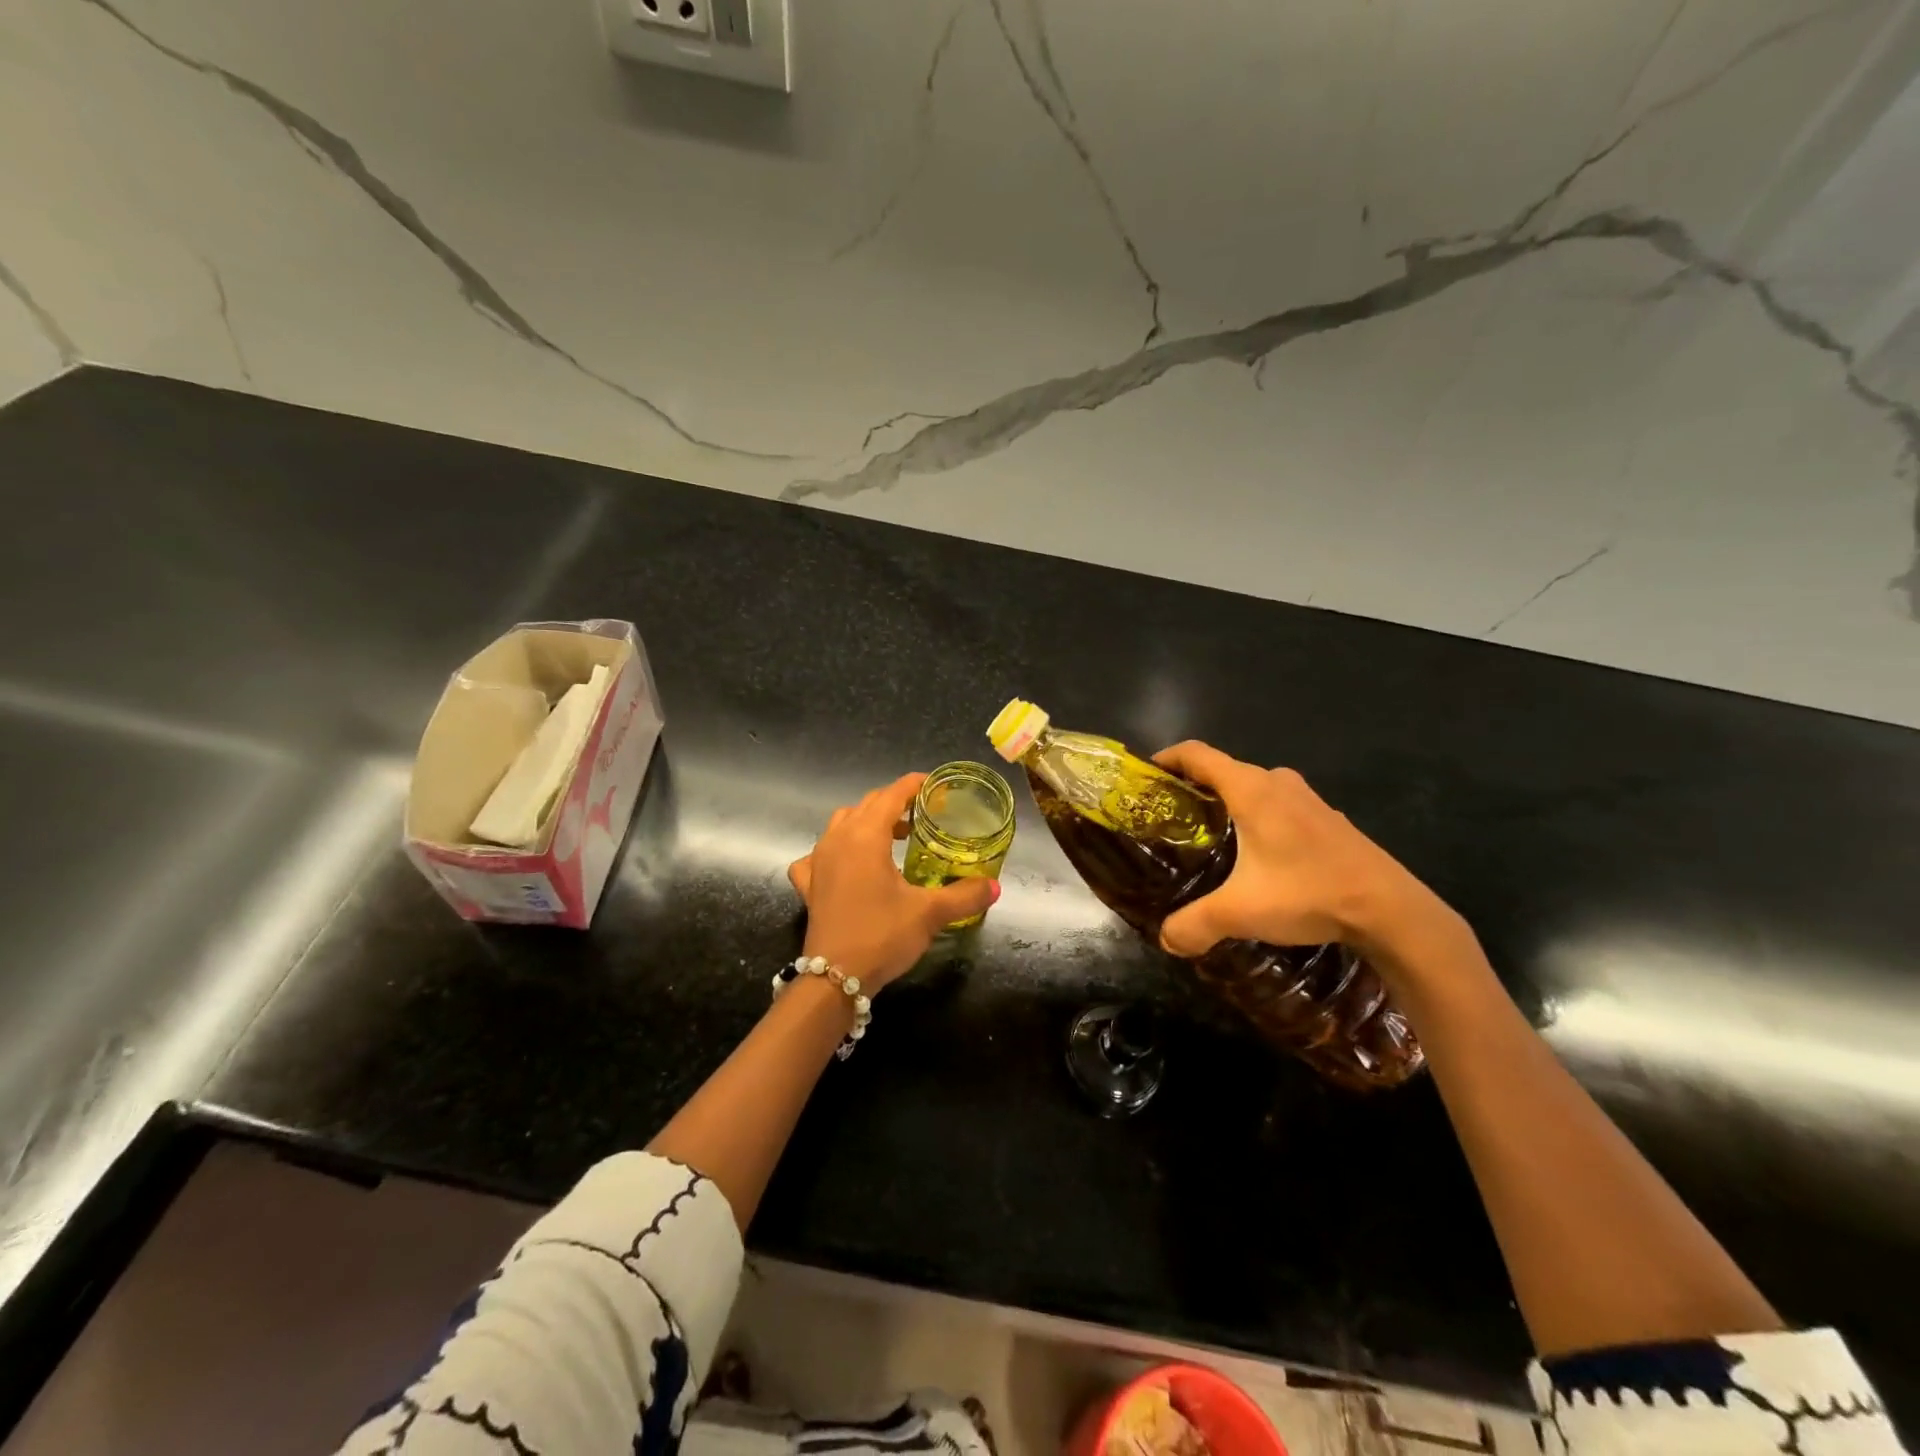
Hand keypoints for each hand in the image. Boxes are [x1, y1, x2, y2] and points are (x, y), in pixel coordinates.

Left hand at [787, 773, 997, 991]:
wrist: (834, 978)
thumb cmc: (882, 935)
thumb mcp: (930, 913)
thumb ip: (964, 895)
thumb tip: (995, 886)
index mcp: (866, 835)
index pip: (891, 795)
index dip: (913, 785)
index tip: (934, 785)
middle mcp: (838, 839)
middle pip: (866, 804)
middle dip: (893, 802)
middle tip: (921, 815)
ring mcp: (817, 861)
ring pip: (841, 824)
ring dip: (865, 822)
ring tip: (890, 838)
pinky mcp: (809, 885)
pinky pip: (818, 856)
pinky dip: (834, 852)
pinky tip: (845, 867)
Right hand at [1152, 741, 1444, 961]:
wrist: (1392, 910)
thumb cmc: (1308, 893)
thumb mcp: (1241, 912)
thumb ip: (1195, 924)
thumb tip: (1165, 940)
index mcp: (1251, 790)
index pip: (1197, 754)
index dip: (1166, 758)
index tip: (1145, 776)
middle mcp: (1277, 783)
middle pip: (1223, 769)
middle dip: (1192, 786)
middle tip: (1171, 817)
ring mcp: (1308, 799)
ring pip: (1254, 788)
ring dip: (1227, 801)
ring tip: (1209, 836)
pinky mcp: (1328, 820)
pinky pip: (1279, 805)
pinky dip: (1257, 816)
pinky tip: (1258, 855)